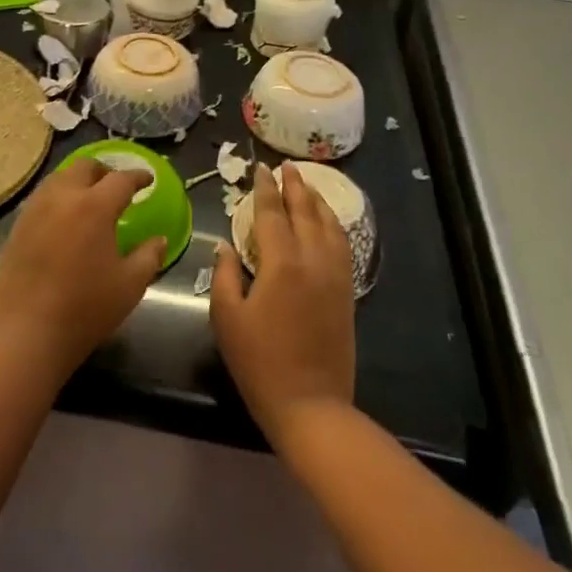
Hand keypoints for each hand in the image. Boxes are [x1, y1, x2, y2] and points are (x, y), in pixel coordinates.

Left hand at [0, 159, 165, 380]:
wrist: (26, 334)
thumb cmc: (85, 309)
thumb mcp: (129, 285)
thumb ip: (149, 256)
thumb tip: (159, 240)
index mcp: (93, 206)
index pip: (120, 179)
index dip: (138, 177)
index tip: (148, 180)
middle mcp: (61, 198)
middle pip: (84, 168)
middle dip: (104, 172)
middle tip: (117, 187)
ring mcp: (33, 210)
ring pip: (58, 179)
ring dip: (78, 182)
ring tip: (89, 200)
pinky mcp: (16, 227)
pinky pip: (41, 199)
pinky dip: (57, 199)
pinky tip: (64, 221)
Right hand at [210, 163, 355, 446]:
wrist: (310, 404)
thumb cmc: (259, 362)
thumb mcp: (227, 318)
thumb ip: (225, 275)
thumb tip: (225, 246)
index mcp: (281, 263)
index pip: (272, 213)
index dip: (265, 189)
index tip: (261, 169)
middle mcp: (313, 260)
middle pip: (306, 212)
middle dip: (296, 187)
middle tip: (287, 167)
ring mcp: (335, 276)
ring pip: (330, 226)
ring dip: (318, 202)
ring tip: (308, 186)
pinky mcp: (346, 293)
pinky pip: (343, 246)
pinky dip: (334, 226)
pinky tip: (328, 224)